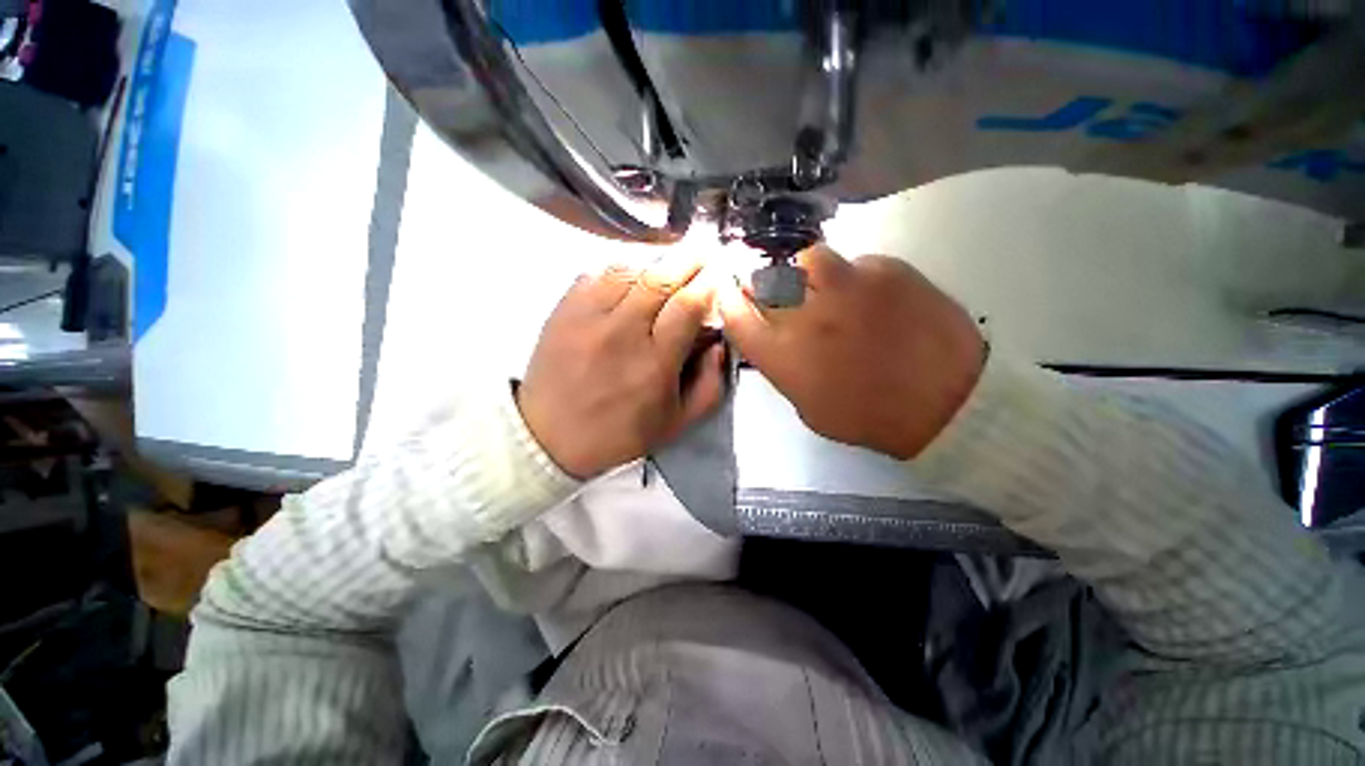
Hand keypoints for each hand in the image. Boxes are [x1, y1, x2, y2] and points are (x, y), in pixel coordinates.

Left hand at [517, 259, 726, 478]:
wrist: (551, 437)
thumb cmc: (619, 433)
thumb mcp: (677, 422)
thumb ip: (710, 385)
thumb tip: (719, 343)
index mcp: (654, 363)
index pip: (687, 306)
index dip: (708, 283)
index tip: (719, 274)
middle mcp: (622, 333)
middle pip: (660, 279)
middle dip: (689, 259)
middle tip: (703, 251)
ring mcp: (588, 318)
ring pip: (628, 269)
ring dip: (654, 261)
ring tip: (668, 265)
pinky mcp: (564, 310)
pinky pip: (596, 274)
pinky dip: (619, 268)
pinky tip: (630, 277)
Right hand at [718, 246, 983, 459]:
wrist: (947, 403)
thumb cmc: (868, 416)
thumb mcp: (809, 407)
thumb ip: (783, 369)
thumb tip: (775, 340)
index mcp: (784, 354)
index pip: (736, 315)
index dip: (729, 302)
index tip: (732, 297)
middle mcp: (806, 314)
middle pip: (765, 280)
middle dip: (765, 286)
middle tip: (781, 297)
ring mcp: (847, 286)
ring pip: (807, 259)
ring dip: (807, 273)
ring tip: (826, 289)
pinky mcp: (887, 270)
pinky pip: (855, 263)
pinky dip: (855, 278)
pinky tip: (873, 299)